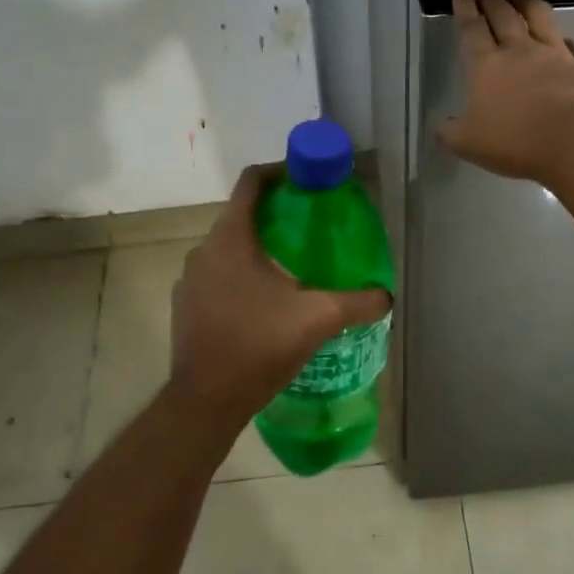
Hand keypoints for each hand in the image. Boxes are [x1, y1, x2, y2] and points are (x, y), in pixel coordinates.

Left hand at [167, 165, 391, 431]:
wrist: (206, 401)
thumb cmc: (258, 346)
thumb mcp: (317, 319)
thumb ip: (357, 302)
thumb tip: (387, 296)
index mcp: (231, 239)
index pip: (251, 183)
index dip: (279, 172)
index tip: (306, 179)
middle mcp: (204, 251)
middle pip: (242, 215)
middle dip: (276, 215)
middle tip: (312, 227)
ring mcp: (190, 280)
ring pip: (229, 248)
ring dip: (259, 248)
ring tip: (294, 266)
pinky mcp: (186, 305)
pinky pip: (217, 275)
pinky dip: (242, 275)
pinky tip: (266, 301)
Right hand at [437, 0, 573, 181]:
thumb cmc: (514, 141)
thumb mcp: (468, 143)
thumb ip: (451, 133)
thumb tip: (443, 126)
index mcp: (487, 65)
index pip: (472, 28)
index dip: (464, 7)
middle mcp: (520, 51)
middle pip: (503, 14)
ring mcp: (555, 55)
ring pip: (539, 18)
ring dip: (527, 2)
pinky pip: (573, 47)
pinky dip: (565, 41)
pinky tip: (565, 40)